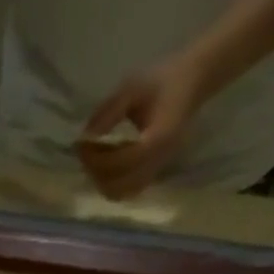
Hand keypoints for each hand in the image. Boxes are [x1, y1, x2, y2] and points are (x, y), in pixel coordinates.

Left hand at [76, 51, 214, 199]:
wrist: (191, 82)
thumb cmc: (161, 80)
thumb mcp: (132, 87)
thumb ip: (108, 113)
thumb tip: (85, 138)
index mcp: (159, 138)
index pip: (123, 161)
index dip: (98, 158)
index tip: (82, 144)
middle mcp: (159, 161)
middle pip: (119, 185)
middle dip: (97, 172)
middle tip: (85, 153)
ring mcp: (157, 170)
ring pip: (121, 192)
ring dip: (102, 180)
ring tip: (94, 158)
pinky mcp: (153, 173)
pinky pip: (127, 190)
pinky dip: (111, 182)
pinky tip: (105, 163)